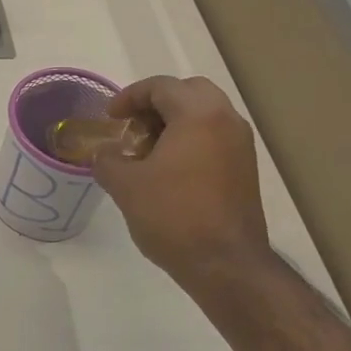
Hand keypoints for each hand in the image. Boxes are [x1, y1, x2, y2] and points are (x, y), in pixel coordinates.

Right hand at [91, 76, 270, 283]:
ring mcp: (241, 145)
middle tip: (132, 128)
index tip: (110, 118)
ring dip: (174, 123)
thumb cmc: (173, 216)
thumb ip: (107, 160)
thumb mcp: (125, 186)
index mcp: (198, 114)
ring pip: (204, 115)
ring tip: (146, 152)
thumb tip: (105, 153)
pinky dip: (190, 141)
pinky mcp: (245, 169)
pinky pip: (214, 137)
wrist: (225, 264)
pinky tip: (168, 171)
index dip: (129, 97)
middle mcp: (226, 120)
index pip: (160, 86)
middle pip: (189, 92)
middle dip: (156, 104)